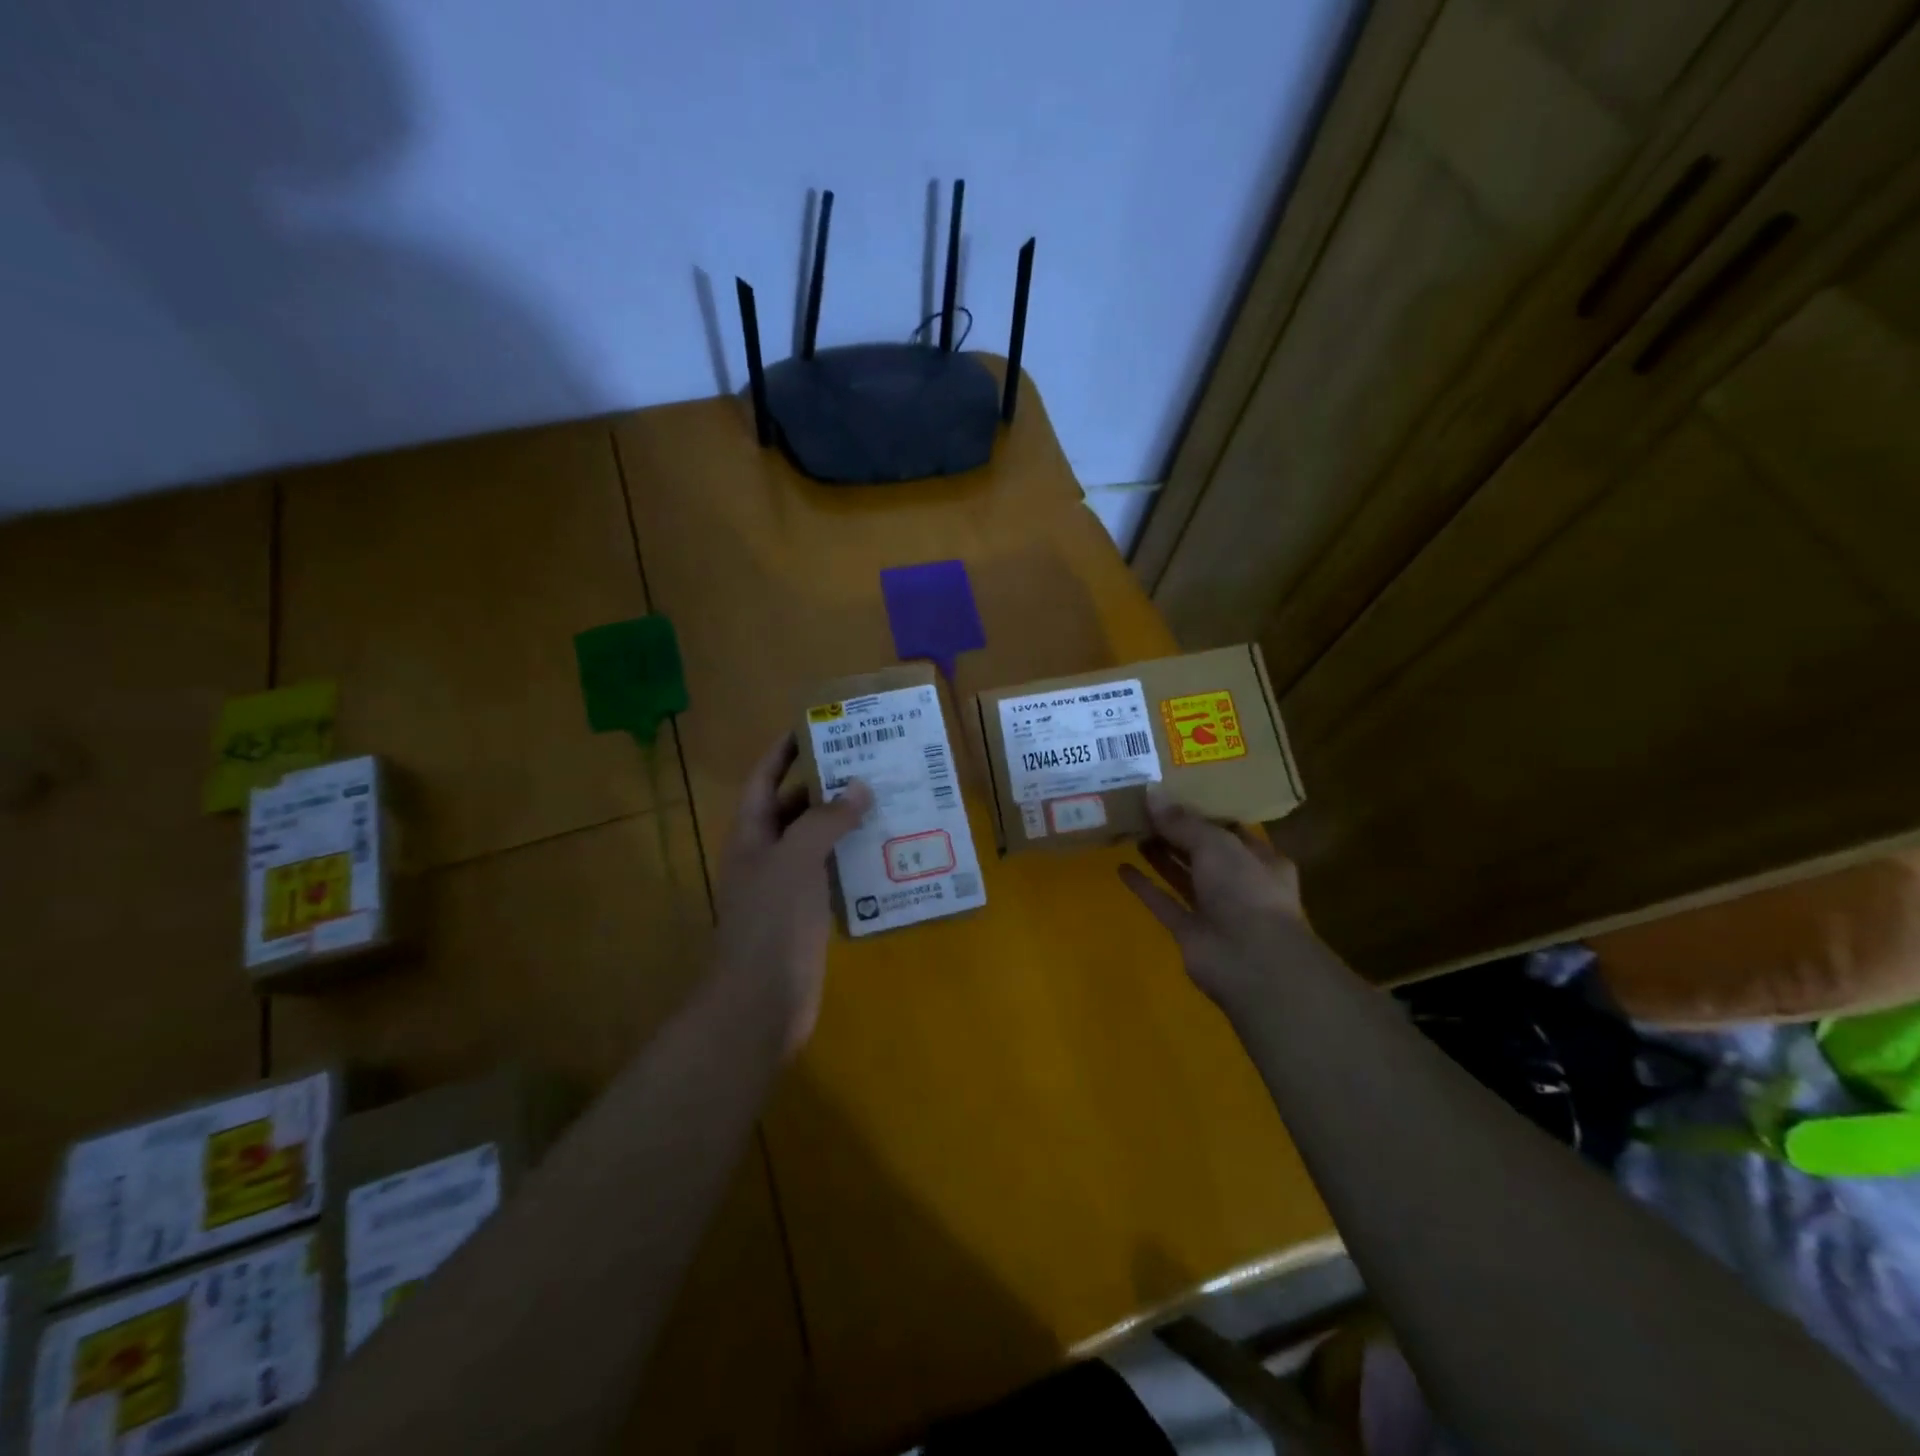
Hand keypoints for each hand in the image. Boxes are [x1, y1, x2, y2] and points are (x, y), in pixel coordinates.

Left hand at [714, 732, 873, 1056]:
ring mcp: (787, 887)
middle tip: (869, 763)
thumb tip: (858, 786)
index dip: (784, 751)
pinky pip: (833, 875)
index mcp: (751, 835)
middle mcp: (767, 855)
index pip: (765, 780)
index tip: (817, 726)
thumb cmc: (771, 922)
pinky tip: (888, 852)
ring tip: (887, 799)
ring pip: (817, 842)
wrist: (761, 1002)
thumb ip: (826, 821)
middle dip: (826, 785)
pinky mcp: (808, 914)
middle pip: (794, 808)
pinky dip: (855, 860)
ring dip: (846, 823)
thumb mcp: (796, 861)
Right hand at [1118, 787, 1315, 1013]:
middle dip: (1176, 832)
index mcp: (1259, 858)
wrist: (1251, 962)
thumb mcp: (1216, 844)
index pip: (1229, 829)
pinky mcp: (1190, 932)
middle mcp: (1239, 882)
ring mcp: (1214, 910)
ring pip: (1183, 876)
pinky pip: (1164, 903)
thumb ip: (1181, 821)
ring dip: (1160, 856)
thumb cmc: (1245, 891)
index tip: (1172, 794)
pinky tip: (1121, 868)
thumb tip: (1150, 792)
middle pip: (1203, 851)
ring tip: (1132, 830)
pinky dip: (1145, 887)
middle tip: (1143, 809)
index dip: (1201, 812)